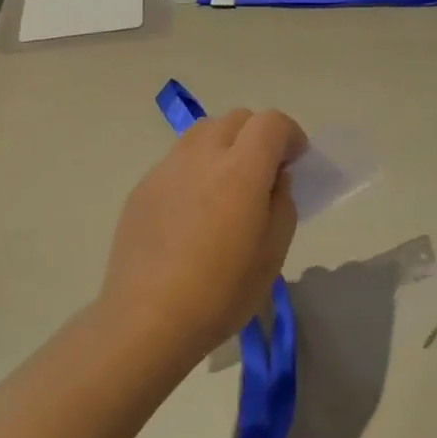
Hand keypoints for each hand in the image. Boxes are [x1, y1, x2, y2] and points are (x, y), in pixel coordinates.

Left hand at [99, 108, 307, 363]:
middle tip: (263, 174)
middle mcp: (201, 156)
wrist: (147, 319)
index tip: (294, 162)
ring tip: (226, 188)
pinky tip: (193, 212)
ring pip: (202, 133)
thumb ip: (282, 204)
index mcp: (241, 170)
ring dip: (224, 146)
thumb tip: (274, 180)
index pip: (271, 122)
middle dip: (257, 136)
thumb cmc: (221, 291)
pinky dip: (195, 169)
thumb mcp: (273, 253)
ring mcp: (166, 169)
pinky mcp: (142, 188)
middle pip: (235, 119)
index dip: (290, 135)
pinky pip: (177, 161)